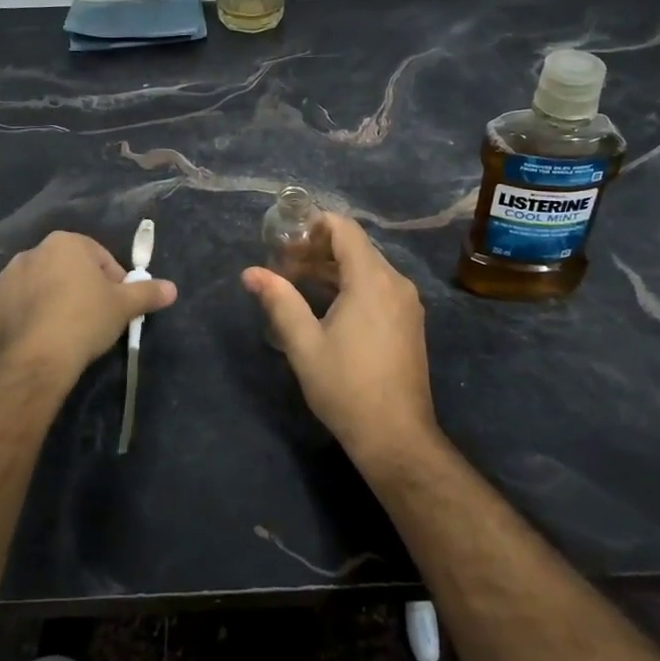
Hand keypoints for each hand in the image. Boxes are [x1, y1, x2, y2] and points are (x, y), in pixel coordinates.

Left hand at [0, 231, 176, 389]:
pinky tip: (23, 334)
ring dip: (43, 300)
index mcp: (65, 243)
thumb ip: (148, 292)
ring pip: (31, 286)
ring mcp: (1, 280)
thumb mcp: (125, 306)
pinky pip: (0, 308)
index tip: (118, 303)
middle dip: (76, 287)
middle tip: (91, 317)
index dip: (112, 279)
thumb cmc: (85, 319)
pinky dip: (10, 317)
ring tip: (59, 330)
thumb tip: (172, 289)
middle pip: (62, 268)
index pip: (98, 256)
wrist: (36, 358)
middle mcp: (30, 253)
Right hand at [241, 213, 435, 464]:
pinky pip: (378, 287)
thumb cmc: (346, 387)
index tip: (284, 236)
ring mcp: (406, 303)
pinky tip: (326, 304)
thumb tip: (251, 272)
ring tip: (296, 281)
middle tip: (282, 262)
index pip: (345, 229)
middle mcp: (395, 282)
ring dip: (333, 268)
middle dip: (318, 248)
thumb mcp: (304, 344)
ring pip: (367, 267)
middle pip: (356, 246)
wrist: (396, 436)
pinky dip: (351, 285)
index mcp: (372, 280)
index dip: (314, 224)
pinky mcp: (408, 322)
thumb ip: (279, 301)